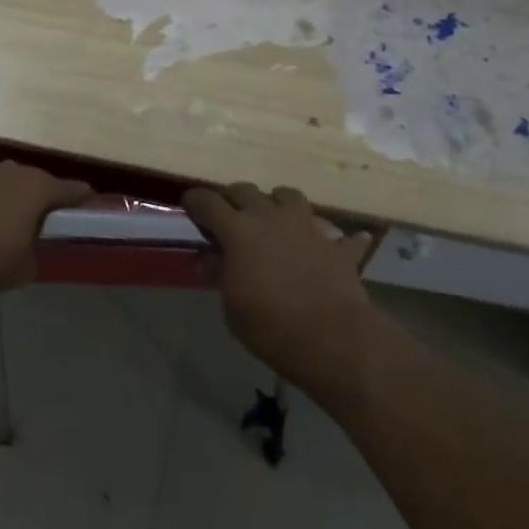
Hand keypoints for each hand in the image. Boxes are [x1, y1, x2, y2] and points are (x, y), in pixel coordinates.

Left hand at [0, 161, 93, 295]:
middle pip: (34, 181)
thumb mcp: (21, 270)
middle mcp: (12, 171)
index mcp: (37, 189)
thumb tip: (28, 250)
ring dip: (6, 196)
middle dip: (38, 196)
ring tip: (3, 218)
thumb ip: (32, 255)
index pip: (68, 189)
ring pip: (3, 180)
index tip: (88, 198)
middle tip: (40, 216)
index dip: (80, 196)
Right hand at [183, 183, 376, 397]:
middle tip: (228, 214)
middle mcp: (270, 216)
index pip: (208, 202)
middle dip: (233, 199)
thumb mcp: (232, 306)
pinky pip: (339, 235)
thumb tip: (208, 260)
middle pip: (245, 191)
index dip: (195, 202)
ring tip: (274, 218)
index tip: (189, 206)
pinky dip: (335, 238)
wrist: (331, 338)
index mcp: (238, 229)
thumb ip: (220, 275)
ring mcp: (306, 225)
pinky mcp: (336, 245)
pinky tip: (336, 244)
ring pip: (288, 196)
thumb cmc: (270, 325)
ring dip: (277, 203)